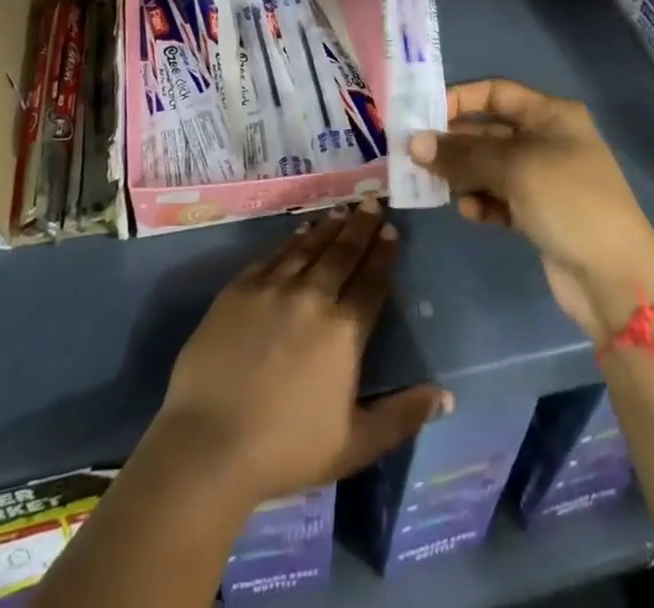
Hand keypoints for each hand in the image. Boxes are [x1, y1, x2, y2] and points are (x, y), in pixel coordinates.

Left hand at [151, 203, 451, 506]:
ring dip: (329, 227)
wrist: (209, 443)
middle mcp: (312, 297)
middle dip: (361, 227)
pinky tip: (300, 232)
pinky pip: (273, 255)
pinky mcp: (239, 288)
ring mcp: (272, 288)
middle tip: (373, 203)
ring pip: (308, 247)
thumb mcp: (354, 444)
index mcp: (343, 332)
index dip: (383, 255)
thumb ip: (401, 417)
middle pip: (342, 253)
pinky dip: (291, 240)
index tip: (391, 232)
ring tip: (343, 211)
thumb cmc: (286, 450)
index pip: (371, 282)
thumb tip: (444, 396)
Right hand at [409, 79, 653, 340]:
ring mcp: (544, 178)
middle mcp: (547, 140)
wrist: (616, 279)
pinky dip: (482, 201)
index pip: (495, 92)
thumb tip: (413, 143)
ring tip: (439, 187)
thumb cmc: (568, 201)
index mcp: (551, 115)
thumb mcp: (513, 168)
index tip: (422, 115)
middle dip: (455, 143)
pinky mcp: (539, 213)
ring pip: (490, 166)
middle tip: (417, 155)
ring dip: (464, 175)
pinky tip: (471, 213)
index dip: (460, 99)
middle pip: (489, 130)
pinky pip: (499, 197)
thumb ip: (461, 154)